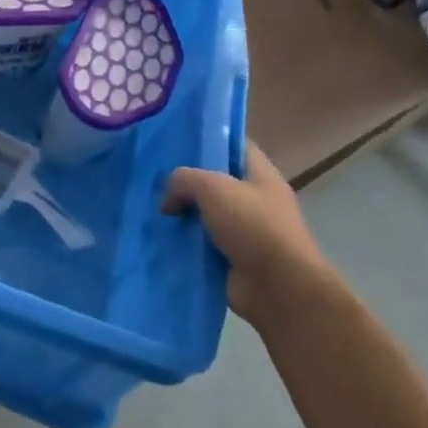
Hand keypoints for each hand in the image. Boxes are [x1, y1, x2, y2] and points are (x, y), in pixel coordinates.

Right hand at [163, 142, 334, 326]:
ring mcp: (244, 230)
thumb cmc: (253, 226)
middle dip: (185, 179)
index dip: (209, 138)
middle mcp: (254, 200)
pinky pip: (201, 242)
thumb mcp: (213, 188)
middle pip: (214, 180)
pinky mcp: (232, 257)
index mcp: (261, 175)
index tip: (176, 138)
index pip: (235, 145)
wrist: (278, 289)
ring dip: (181, 213)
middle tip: (153, 176)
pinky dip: (183, 241)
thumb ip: (183, 180)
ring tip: (149, 206)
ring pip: (204, 213)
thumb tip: (168, 200)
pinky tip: (158, 235)